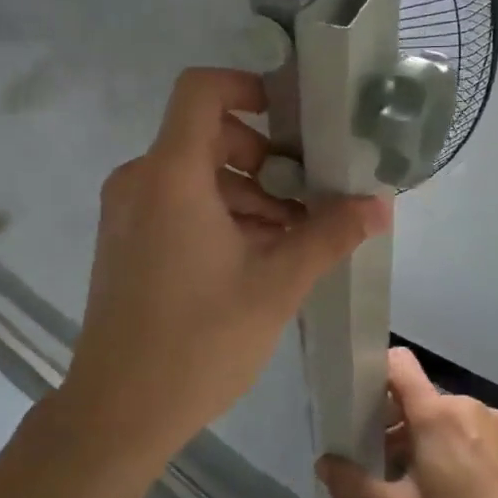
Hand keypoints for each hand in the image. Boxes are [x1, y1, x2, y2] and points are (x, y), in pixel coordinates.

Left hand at [57, 68, 390, 466]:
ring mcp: (127, 211)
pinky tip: (254, 258)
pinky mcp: (125, 240)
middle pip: (207, 135)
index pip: (201, 89)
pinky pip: (176, 203)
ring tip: (290, 239)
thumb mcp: (276, 284)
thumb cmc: (199, 341)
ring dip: (246, 195)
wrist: (118, 410)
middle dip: (264, 159)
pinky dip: (217, 215)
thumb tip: (379, 204)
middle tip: (306, 199)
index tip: (293, 120)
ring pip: (195, 175)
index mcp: (171, 174)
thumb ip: (328, 234)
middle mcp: (141, 180)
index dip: (248, 86)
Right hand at [316, 348, 497, 497]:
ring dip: (422, 441)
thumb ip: (357, 489)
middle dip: (392, 426)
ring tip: (419, 489)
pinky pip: (467, 431)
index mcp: (435, 414)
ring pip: (441, 418)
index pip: (397, 362)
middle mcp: (464, 405)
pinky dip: (451, 449)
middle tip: (382, 469)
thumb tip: (324, 465)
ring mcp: (492, 421)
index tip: (357, 407)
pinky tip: (456, 495)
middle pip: (415, 398)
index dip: (372, 374)